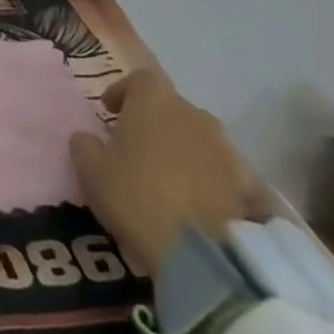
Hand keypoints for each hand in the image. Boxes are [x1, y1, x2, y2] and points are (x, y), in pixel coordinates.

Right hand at [68, 69, 270, 276]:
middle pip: (172, 107)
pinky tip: (195, 201)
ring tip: (167, 175)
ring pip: (198, 138)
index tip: (109, 112)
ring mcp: (226, 150)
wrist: (203, 254)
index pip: (141, 79)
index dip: (123, 91)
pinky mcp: (248, 186)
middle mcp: (194, 115)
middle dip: (154, 121)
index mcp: (155, 101)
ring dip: (182, 148)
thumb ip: (85, 144)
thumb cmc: (136, 196)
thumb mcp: (90, 169)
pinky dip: (208, 178)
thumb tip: (89, 138)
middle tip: (136, 145)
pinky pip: (221, 171)